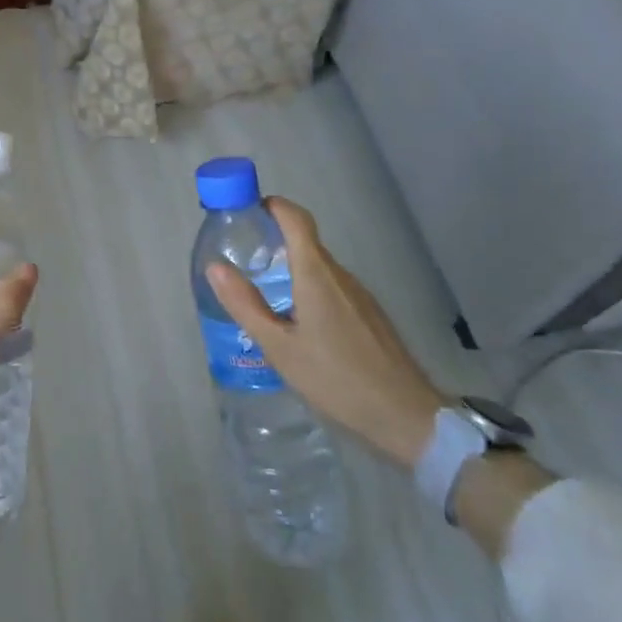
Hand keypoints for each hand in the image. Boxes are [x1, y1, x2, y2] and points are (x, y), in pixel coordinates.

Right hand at [207, 197, 444, 469]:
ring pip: (320, 268)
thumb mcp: (280, 347)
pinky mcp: (371, 315)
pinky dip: (311, 290)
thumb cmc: (336, 379)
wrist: (406, 416)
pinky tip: (300, 324)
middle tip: (245, 257)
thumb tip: (215, 267)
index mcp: (316, 275)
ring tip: (266, 294)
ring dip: (293, 269)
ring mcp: (360, 295)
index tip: (248, 210)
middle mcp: (340, 275)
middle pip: (306, 242)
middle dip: (275, 240)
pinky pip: (334, 289)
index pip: (296, 219)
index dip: (273, 206)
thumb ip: (246, 306)